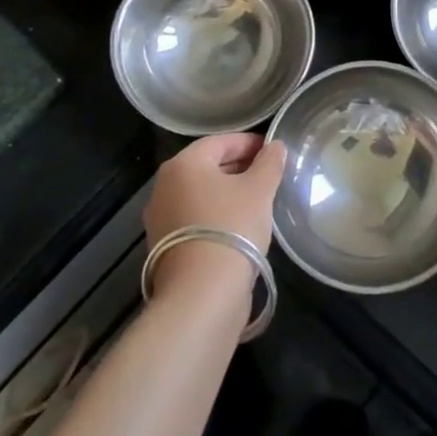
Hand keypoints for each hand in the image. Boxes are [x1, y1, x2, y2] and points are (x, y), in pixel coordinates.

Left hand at [143, 134, 286, 299]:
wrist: (201, 294)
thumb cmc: (232, 227)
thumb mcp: (260, 190)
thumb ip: (270, 162)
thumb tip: (275, 146)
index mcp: (184, 164)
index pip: (221, 142)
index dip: (250, 142)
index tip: (274, 151)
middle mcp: (164, 186)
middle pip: (208, 167)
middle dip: (239, 167)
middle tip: (269, 175)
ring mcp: (160, 218)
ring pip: (201, 194)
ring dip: (227, 193)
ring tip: (258, 202)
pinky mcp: (163, 247)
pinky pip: (195, 218)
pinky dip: (216, 216)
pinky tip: (239, 227)